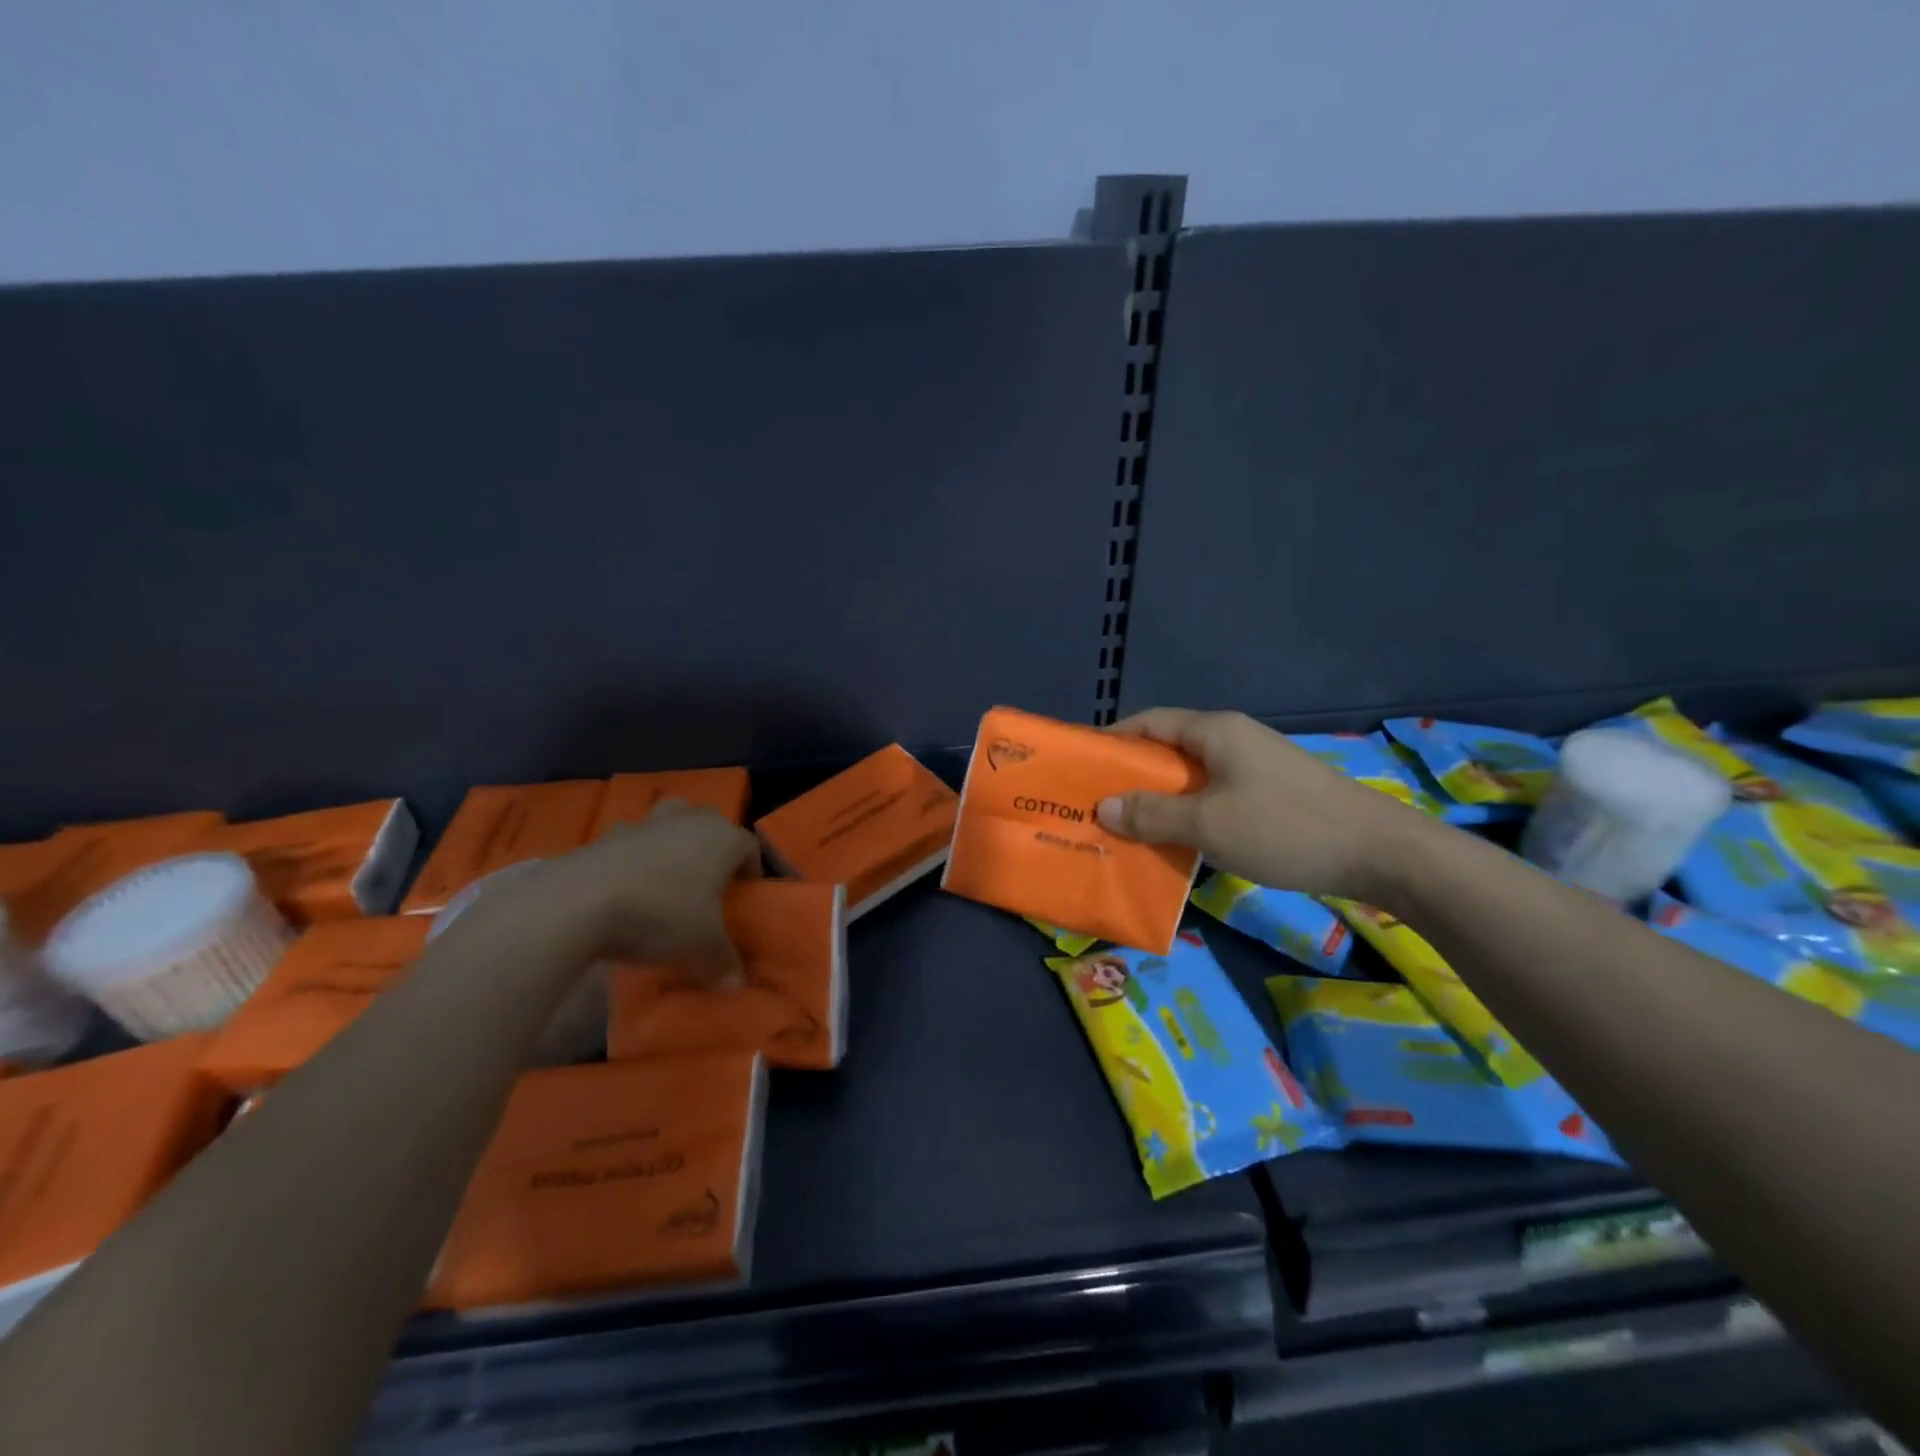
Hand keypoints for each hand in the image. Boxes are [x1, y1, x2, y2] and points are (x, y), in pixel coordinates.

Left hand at [507, 800, 760, 985]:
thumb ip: (724, 963)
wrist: (580, 902)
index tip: (743, 899)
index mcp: (724, 838)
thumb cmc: (662, 915)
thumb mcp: (702, 948)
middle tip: (708, 885)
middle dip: (713, 847)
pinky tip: (627, 886)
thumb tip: (736, 985)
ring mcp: (647, 822)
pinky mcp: (607, 834)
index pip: (750, 847)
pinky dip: (634, 855)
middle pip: (712, 823)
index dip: (751, 872)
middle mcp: (691, 820)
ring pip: (672, 819)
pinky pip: (632, 840)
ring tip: (668, 876)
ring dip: (674, 840)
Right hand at [1095, 708, 1436, 900]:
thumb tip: (1104, 807)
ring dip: (1161, 800)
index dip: (1113, 740)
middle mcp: (1233, 739)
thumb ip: (1152, 814)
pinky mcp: (1271, 792)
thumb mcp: (1208, 824)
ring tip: (1131, 828)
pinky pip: (1215, 795)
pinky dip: (1190, 813)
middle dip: (1132, 776)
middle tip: (1100, 806)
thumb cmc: (1285, 828)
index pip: (1148, 722)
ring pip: (1192, 777)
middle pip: (1168, 749)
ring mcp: (1255, 765)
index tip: (1083, 767)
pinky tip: (1180, 841)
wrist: (1379, 853)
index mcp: (1215, 731)